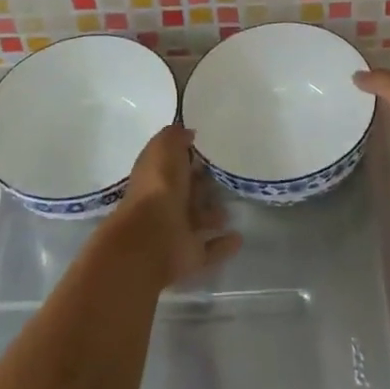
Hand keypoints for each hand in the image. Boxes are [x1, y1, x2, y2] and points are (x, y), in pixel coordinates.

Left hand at [108, 124, 241, 286]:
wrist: (150, 239)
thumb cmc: (158, 187)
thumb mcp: (164, 149)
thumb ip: (175, 137)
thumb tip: (187, 132)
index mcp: (156, 177)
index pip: (173, 164)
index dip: (189, 156)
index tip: (212, 148)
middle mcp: (164, 203)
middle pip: (186, 192)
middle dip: (202, 186)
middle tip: (227, 177)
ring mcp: (176, 232)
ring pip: (197, 220)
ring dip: (212, 215)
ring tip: (232, 208)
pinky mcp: (190, 256)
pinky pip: (209, 249)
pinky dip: (222, 244)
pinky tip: (239, 237)